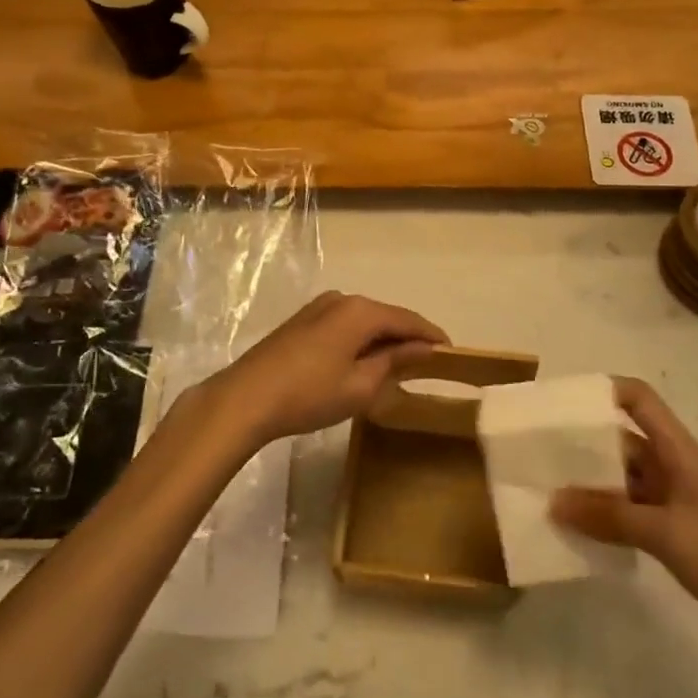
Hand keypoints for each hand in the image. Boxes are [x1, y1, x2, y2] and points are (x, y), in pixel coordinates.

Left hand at [193, 291, 446, 445]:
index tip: (452, 352)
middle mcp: (341, 299)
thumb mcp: (360, 384)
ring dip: (382, 339)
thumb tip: (423, 348)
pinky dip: (360, 340)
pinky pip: (344, 325)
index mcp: (360, 311)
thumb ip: (394, 361)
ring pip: (363, 320)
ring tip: (399, 364)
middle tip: (428, 362)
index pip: (407, 319)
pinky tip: (363, 360)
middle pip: (385, 316)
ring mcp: (318, 308)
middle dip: (407, 337)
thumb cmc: (309, 394)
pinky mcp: (301, 322)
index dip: (431, 335)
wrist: (245, 398)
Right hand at [551, 379, 697, 671]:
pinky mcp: (675, 535)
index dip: (604, 390)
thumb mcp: (665, 532)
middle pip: (622, 439)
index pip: (639, 399)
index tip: (561, 400)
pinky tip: (576, 527)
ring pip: (622, 479)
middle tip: (537, 448)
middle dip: (583, 441)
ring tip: (546, 487)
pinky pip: (628, 512)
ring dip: (589, 482)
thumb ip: (608, 515)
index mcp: (678, 451)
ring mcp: (674, 503)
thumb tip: (553, 500)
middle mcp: (673, 468)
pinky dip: (603, 514)